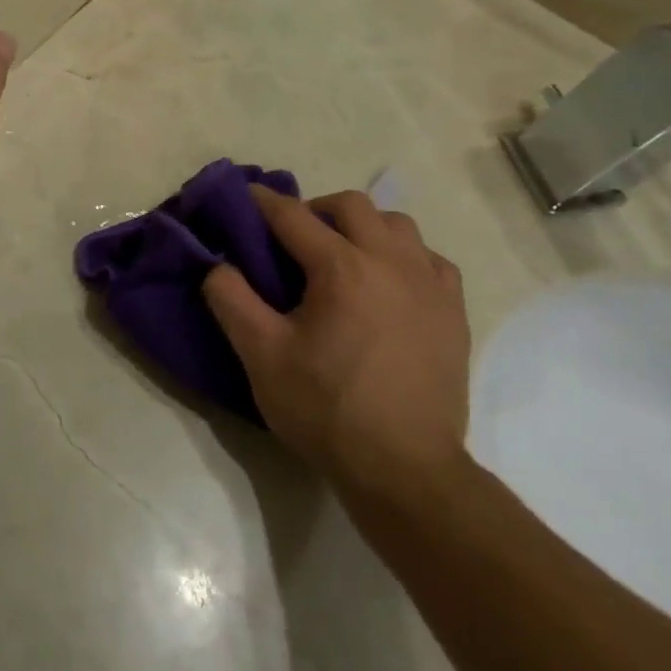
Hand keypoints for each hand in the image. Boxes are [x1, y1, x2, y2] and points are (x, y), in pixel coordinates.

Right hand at [203, 185, 471, 510]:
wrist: (407, 473)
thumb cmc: (327, 411)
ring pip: (396, 225)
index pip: (293, 215)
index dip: (263, 202)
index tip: (245, 196)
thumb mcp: (261, 357)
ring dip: (364, 227)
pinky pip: (430, 259)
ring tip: (344, 256)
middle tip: (294, 237)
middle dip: (316, 209)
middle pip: (351, 205)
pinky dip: (405, 256)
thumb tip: (217, 264)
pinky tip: (389, 282)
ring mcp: (429, 285)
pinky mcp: (453, 312)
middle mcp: (390, 262)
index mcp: (341, 268)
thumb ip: (230, 300)